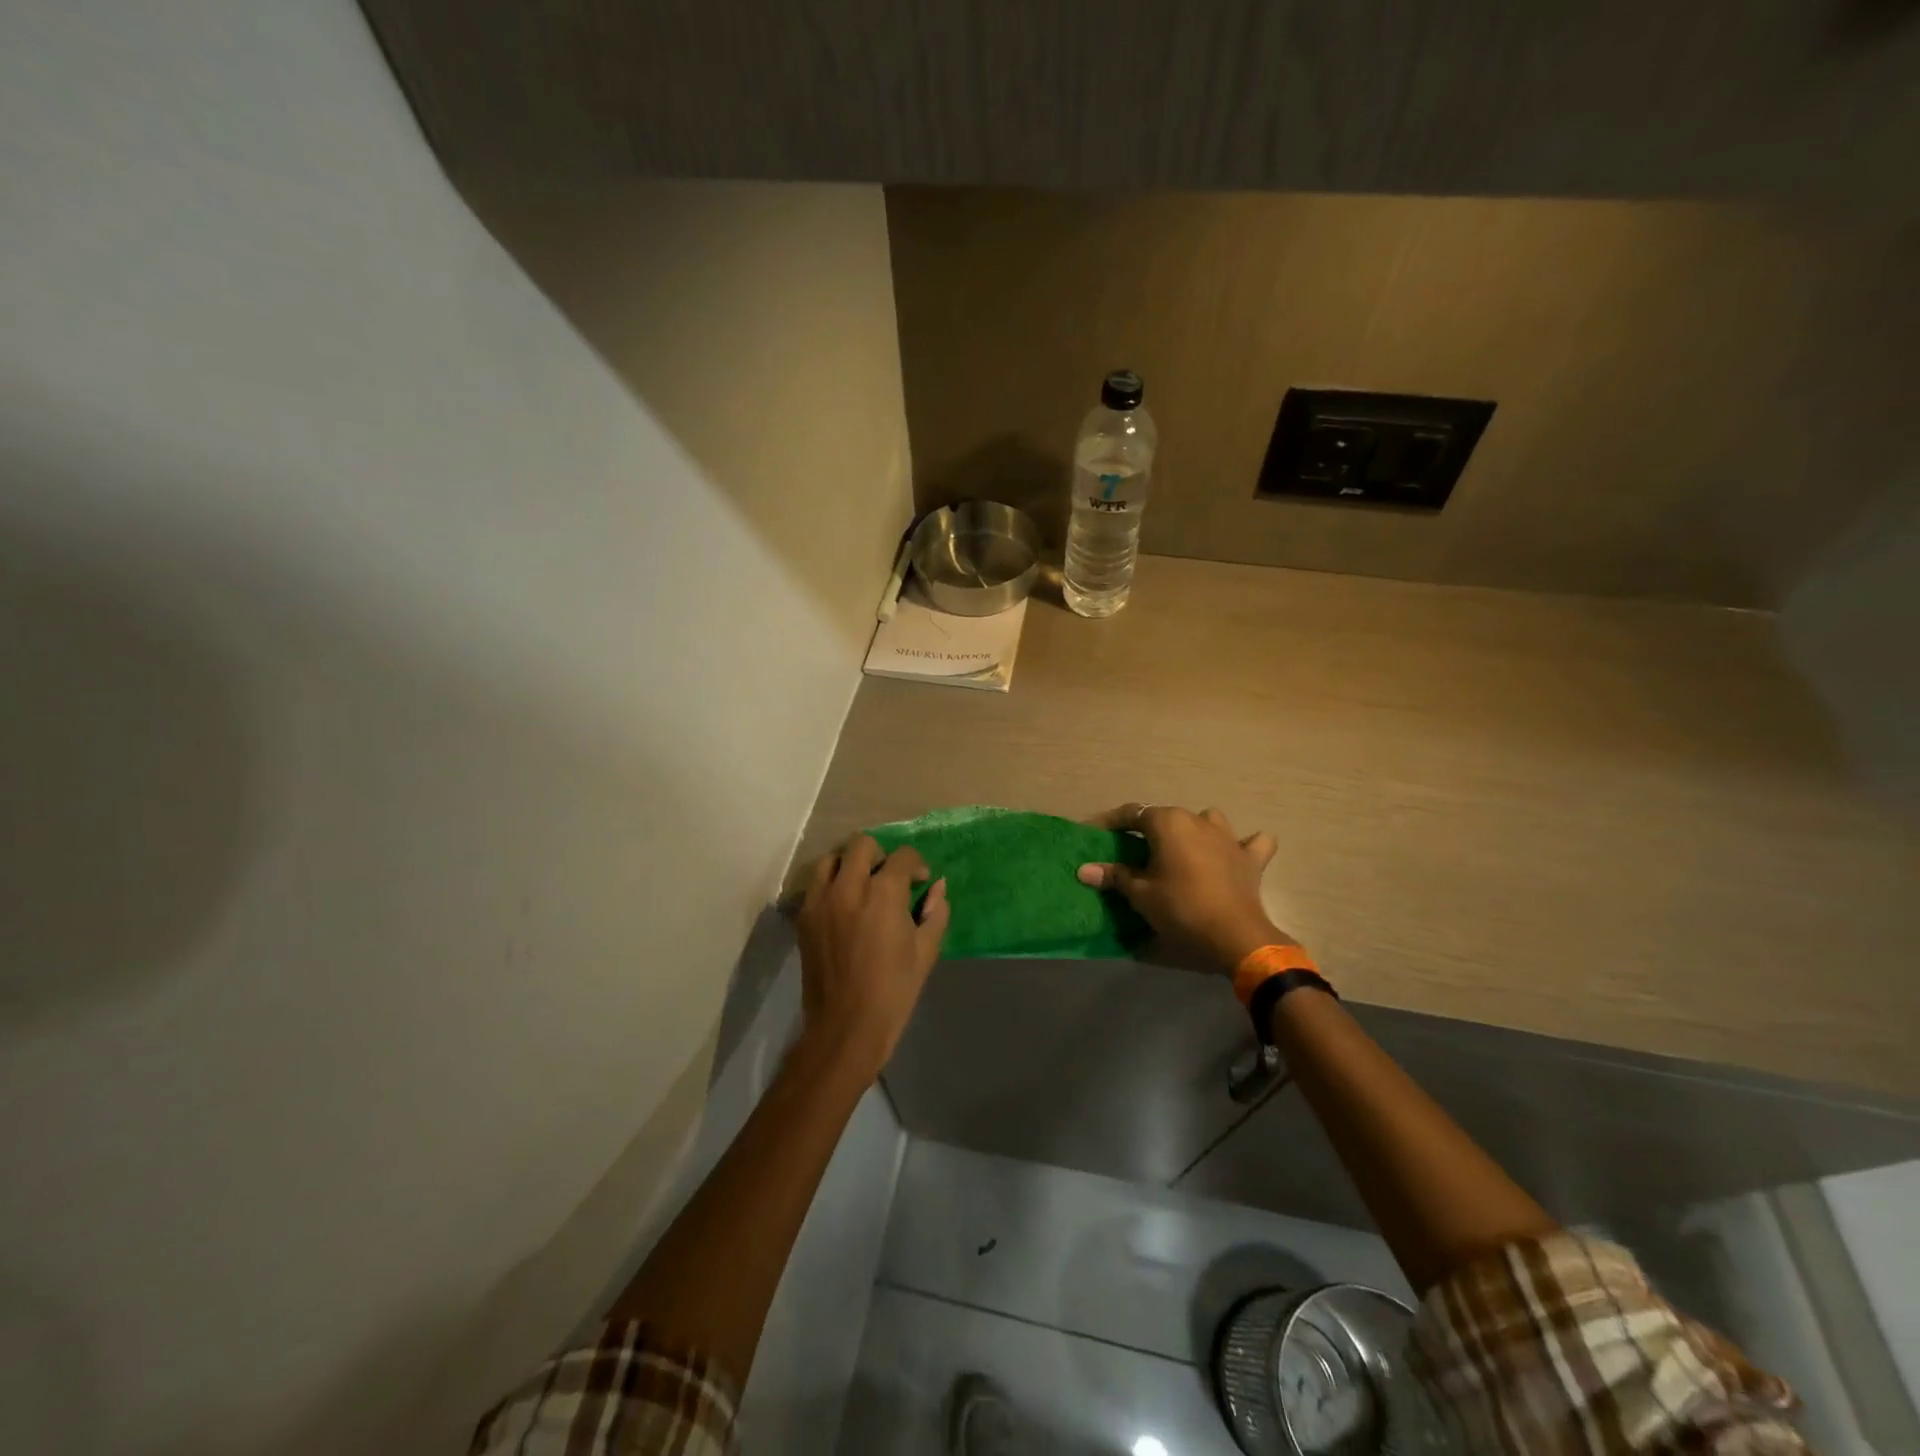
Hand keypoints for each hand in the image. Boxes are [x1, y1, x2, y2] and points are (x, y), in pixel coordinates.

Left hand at [795, 836, 949, 1080]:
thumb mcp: (926, 951)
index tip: (921, 881)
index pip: (902, 856)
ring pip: (832, 860)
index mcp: (884, 894)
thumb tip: (938, 887)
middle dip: (881, 855)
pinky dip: (831, 885)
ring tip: (861, 887)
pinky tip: (843, 907)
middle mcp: (849, 887)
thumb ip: (935, 912)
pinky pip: (815, 885)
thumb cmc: (894, 990)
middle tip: (889, 879)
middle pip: (862, 845)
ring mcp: (821, 901)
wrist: (846, 1026)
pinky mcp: (804, 917)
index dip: (916, 865)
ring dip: (849, 865)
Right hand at [1078, 804, 1286, 968]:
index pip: (1131, 813)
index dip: (1109, 822)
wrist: (1234, 935)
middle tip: (1131, 850)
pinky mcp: (1251, 859)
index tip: (1093, 833)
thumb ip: (1114, 875)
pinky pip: (1250, 843)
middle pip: (1166, 816)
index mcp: (1169, 822)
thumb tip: (1084, 869)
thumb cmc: (1181, 908)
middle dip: (1147, 830)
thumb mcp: (1140, 894)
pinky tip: (1234, 854)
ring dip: (1193, 830)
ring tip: (1181, 850)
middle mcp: (1198, 820)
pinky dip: (1242, 845)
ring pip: (1207, 820)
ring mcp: (1228, 837)